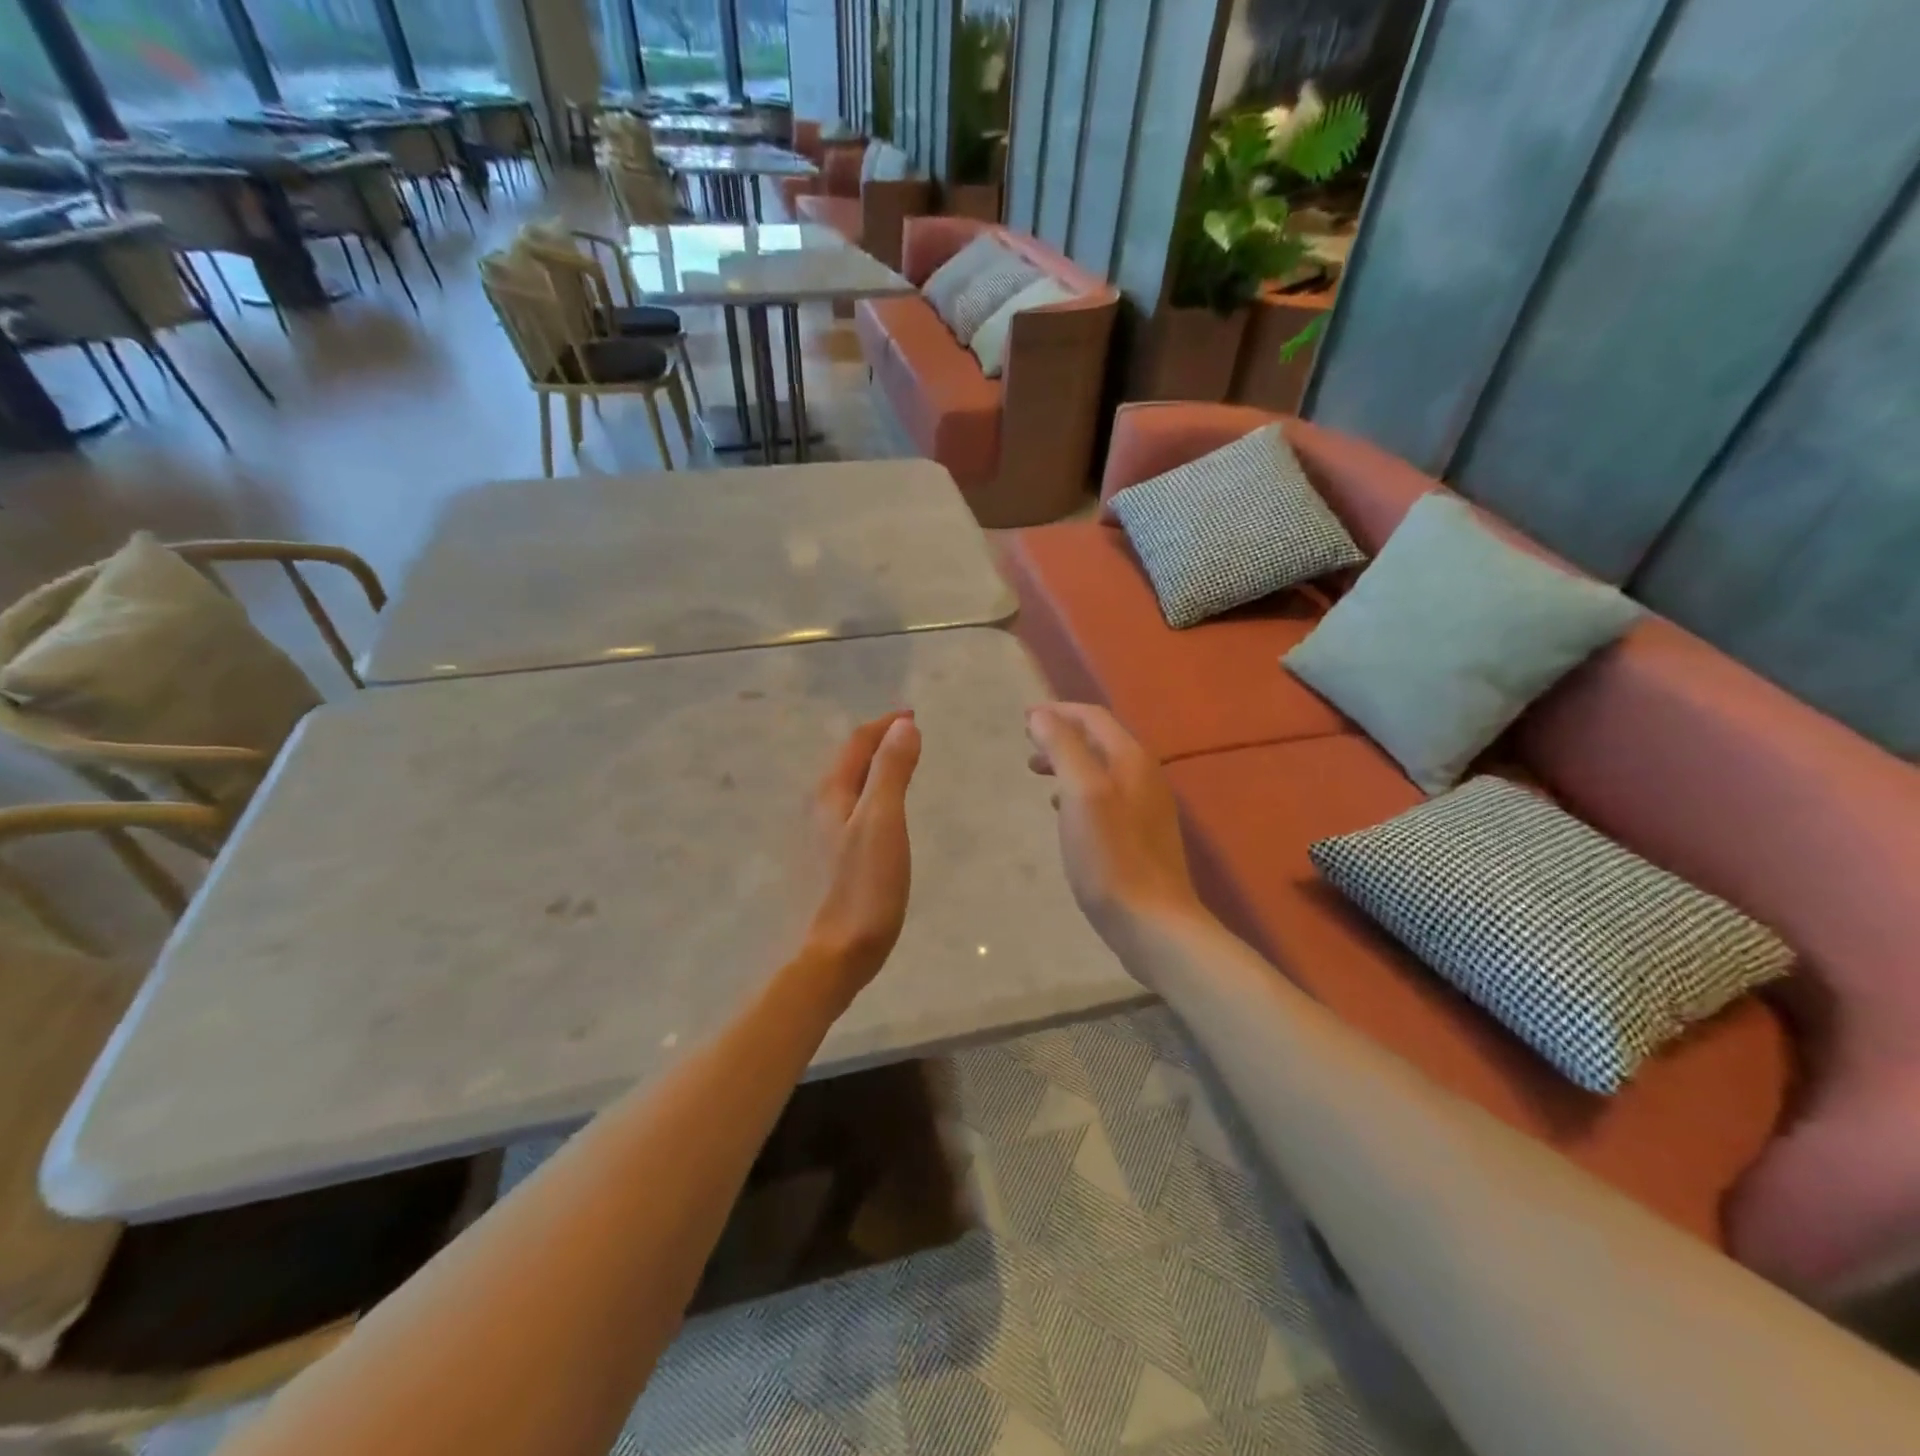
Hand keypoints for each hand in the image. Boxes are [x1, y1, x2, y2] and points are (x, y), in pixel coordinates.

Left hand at [802, 711, 921, 1001]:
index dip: (885, 725)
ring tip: (898, 769)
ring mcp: (816, 839)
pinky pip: (847, 813)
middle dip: (877, 744)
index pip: (857, 743)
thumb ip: (891, 772)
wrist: (829, 958)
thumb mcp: (883, 823)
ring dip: (871, 770)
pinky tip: (879, 818)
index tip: (913, 716)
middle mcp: (817, 810)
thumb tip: (903, 726)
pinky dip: (868, 798)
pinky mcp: (824, 865)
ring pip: (846, 789)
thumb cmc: (861, 889)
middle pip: (847, 763)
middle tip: (909, 738)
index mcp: (831, 794)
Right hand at [1026, 703, 1206, 961]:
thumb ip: (1063, 749)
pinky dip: (1081, 792)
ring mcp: (1147, 808)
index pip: (1093, 718)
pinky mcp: (1142, 837)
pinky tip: (1066, 814)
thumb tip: (1042, 714)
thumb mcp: (1082, 794)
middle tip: (1028, 751)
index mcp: (1132, 760)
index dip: (1057, 712)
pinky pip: (1107, 798)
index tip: (1024, 720)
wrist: (1152, 923)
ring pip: (1102, 770)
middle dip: (1062, 738)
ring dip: (1070, 765)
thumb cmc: (1111, 857)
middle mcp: (1145, 777)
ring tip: (1040, 777)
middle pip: (1099, 742)